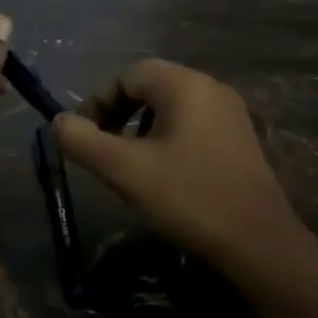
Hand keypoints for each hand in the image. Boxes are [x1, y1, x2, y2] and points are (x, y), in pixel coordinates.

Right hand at [53, 58, 304, 267]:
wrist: (258, 242)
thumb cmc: (189, 198)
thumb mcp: (125, 170)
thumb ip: (84, 141)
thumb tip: (58, 122)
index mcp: (185, 86)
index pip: (128, 76)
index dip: (98, 103)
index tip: (85, 137)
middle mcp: (211, 88)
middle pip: (150, 87)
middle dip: (119, 115)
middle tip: (105, 151)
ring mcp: (230, 113)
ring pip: (171, 107)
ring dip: (142, 128)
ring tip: (132, 165)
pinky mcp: (240, 138)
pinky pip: (193, 124)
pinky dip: (168, 138)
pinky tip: (165, 175)